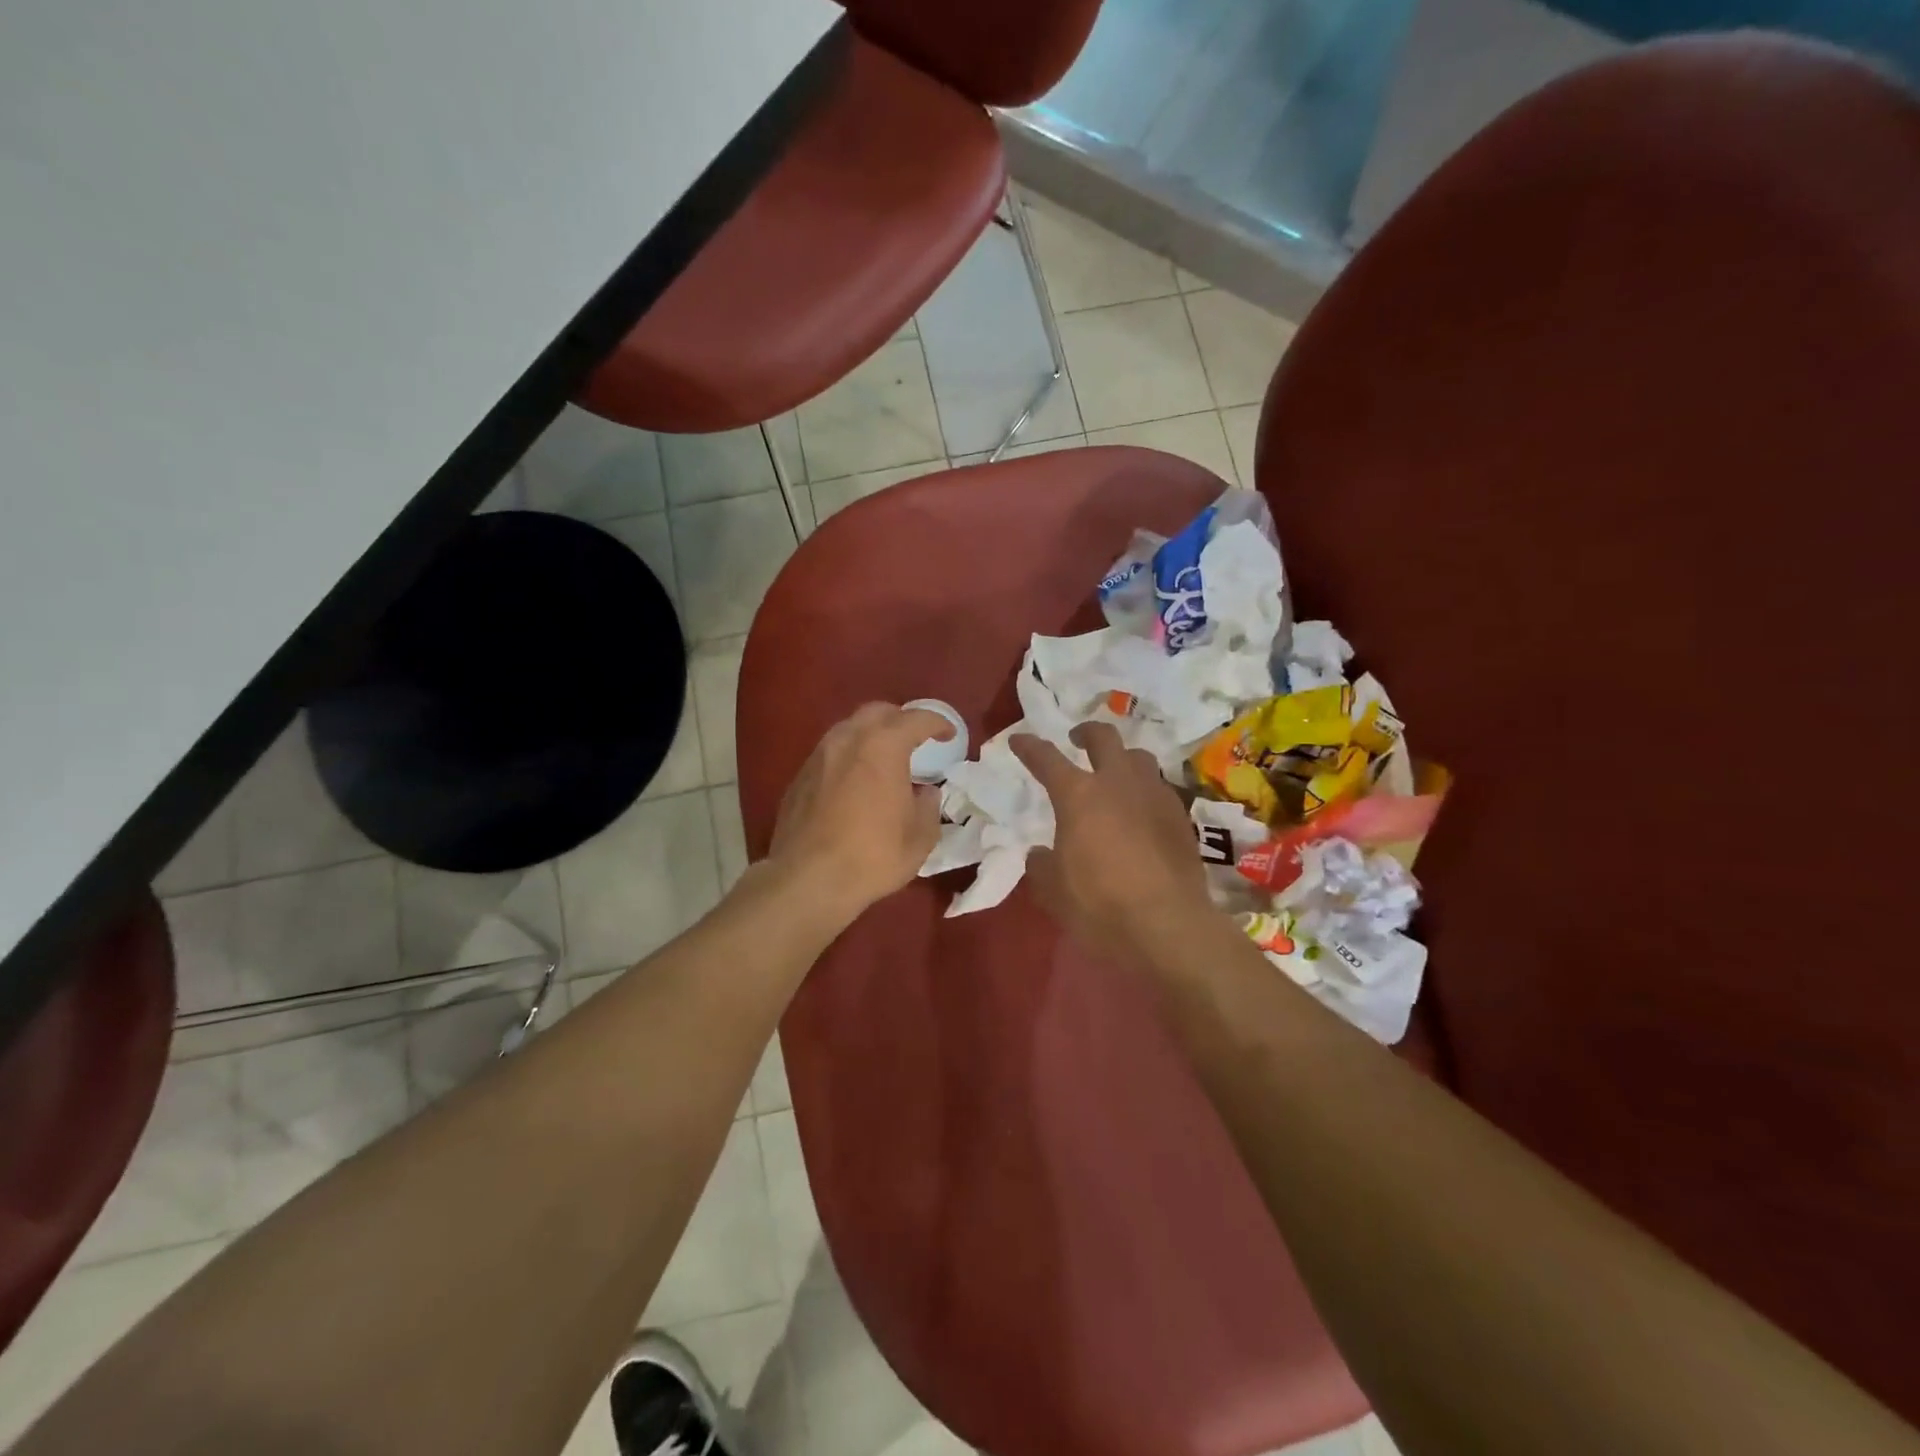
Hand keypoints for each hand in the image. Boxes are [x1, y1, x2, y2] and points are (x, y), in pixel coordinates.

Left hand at [768, 703, 954, 923]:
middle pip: (878, 712)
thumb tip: (924, 792)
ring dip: (871, 736)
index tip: (948, 735)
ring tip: (884, 760)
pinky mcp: (799, 777)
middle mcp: (848, 740)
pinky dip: (849, 757)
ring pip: (849, 729)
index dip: (938, 723)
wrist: (807, 880)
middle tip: (915, 740)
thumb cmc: (873, 856)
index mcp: (883, 746)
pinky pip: (830, 753)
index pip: (917, 719)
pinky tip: (856, 782)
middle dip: (900, 720)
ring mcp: (819, 756)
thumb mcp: (920, 837)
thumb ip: (928, 805)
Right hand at [1011, 723, 1214, 965]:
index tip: (1019, 740)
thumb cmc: (1100, 905)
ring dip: (1122, 759)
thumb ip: (1042, 865)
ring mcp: (1155, 795)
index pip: (1047, 758)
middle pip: (1103, 738)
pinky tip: (1141, 811)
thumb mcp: (1053, 891)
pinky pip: (1159, 788)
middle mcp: (1118, 783)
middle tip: (1077, 739)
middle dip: (1086, 732)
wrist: (1169, 925)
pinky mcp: (1180, 817)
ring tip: (1115, 774)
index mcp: (1078, 795)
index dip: (1029, 747)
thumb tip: (1040, 854)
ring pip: (1138, 757)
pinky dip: (1144, 791)